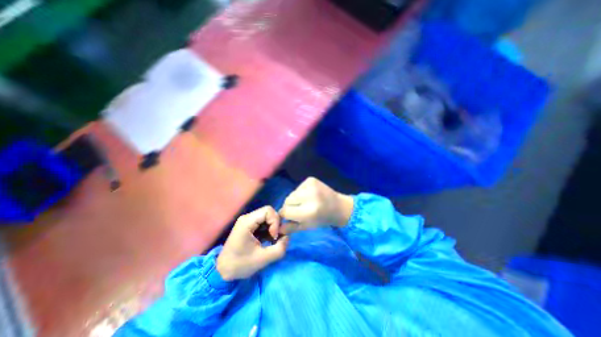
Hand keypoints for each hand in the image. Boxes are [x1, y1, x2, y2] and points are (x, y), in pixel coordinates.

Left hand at [216, 205, 290, 281]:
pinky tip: (268, 241)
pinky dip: (269, 230)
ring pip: (267, 217)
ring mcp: (248, 221)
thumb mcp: (263, 259)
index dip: (275, 222)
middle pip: (269, 212)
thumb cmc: (240, 265)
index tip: (274, 237)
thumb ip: (280, 248)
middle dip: (275, 225)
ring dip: (273, 228)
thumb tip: (287, 237)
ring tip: (272, 241)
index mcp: (247, 222)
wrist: (223, 271)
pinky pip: (264, 222)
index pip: (268, 211)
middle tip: (274, 239)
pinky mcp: (249, 226)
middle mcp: (247, 218)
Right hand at [280, 176, 352, 234]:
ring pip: (292, 193)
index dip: (286, 215)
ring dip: (295, 199)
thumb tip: (278, 228)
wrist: (339, 206)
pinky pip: (298, 187)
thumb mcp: (307, 226)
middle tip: (300, 209)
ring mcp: (311, 185)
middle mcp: (310, 196)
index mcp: (309, 211)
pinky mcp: (311, 179)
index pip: (286, 211)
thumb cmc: (323, 219)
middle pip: (287, 201)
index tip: (289, 216)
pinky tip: (310, 195)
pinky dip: (300, 192)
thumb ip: (291, 227)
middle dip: (290, 206)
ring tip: (306, 202)